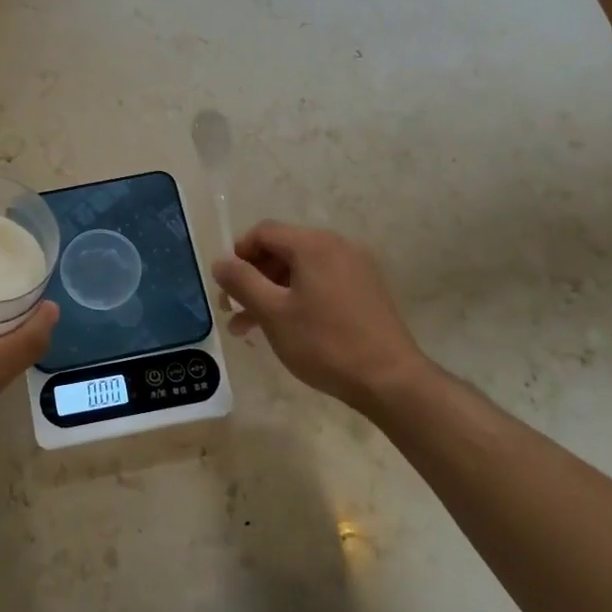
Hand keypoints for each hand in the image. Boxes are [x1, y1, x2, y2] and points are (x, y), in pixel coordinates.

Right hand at [212, 221, 436, 416]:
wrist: (390, 380)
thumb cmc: (325, 343)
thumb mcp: (273, 312)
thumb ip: (241, 282)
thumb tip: (220, 262)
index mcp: (313, 244)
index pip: (263, 232)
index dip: (238, 254)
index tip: (227, 287)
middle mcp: (337, 245)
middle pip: (283, 249)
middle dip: (254, 278)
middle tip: (234, 310)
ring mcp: (356, 267)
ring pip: (301, 269)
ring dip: (273, 292)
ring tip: (252, 328)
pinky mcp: (367, 289)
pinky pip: (322, 282)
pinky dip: (298, 297)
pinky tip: (288, 328)